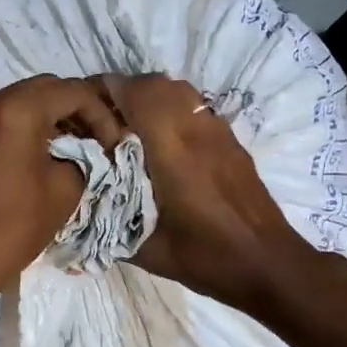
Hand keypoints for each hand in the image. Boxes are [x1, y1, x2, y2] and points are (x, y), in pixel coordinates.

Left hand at [0, 75, 122, 316]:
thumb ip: (84, 158)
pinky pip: (3, 117)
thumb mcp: (65, 189)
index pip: (73, 92)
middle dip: (77, 110)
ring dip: (52, 117)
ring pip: (22, 101)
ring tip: (77, 146)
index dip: (101, 116)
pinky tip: (46, 151)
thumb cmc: (15, 225)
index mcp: (16, 110)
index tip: (115, 145)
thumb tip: (86, 151)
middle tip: (99, 140)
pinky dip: (28, 126)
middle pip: (45, 89)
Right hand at [103, 74, 319, 312]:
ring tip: (129, 125)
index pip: (134, 93)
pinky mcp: (231, 141)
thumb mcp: (146, 249)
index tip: (81, 105)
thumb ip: (110, 221)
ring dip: (149, 97)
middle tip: (101, 117)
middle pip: (155, 83)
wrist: (268, 263)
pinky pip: (195, 107)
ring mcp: (218, 132)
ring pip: (179, 91)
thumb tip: (78, 204)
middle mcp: (195, 129)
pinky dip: (172, 110)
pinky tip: (162, 142)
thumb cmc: (206, 257)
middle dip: (124, 91)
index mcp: (171, 150)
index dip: (104, 89)